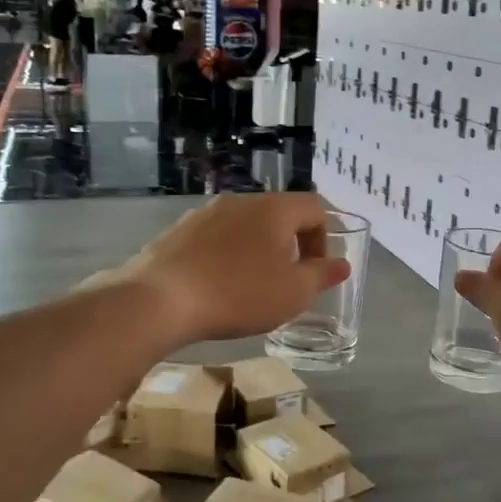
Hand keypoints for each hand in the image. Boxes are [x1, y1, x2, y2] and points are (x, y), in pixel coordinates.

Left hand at [108, 192, 350, 345]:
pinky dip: (226, 255)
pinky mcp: (179, 230)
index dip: (323, 239)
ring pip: (246, 225)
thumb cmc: (238, 294)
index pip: (315, 208)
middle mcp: (241, 201)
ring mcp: (205, 213)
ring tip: (249, 286)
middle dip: (289, 245)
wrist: (159, 300)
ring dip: (257, 250)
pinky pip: (216, 237)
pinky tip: (216, 286)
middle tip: (284, 281)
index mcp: (274, 209)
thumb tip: (341, 263)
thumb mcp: (293, 293)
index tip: (313, 271)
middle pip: (279, 214)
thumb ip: (322, 275)